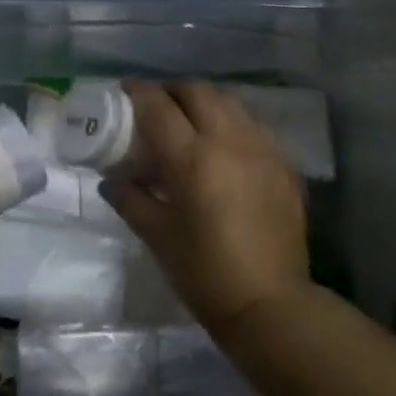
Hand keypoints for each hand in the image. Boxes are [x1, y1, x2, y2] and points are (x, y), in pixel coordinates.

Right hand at [103, 80, 310, 334]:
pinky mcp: (284, 165)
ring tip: (191, 123)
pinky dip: (231, 125)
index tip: (125, 90)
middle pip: (198, 91)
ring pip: (230, 103)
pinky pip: (253, 127)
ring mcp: (262, 150)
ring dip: (204, 103)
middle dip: (173, 91)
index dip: (139, 91)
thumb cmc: (204, 273)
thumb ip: (130, 198)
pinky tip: (224, 150)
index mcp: (192, 159)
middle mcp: (229, 142)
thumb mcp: (157, 236)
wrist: (270, 305)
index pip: (158, 106)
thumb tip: (111, 179)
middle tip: (157, 107)